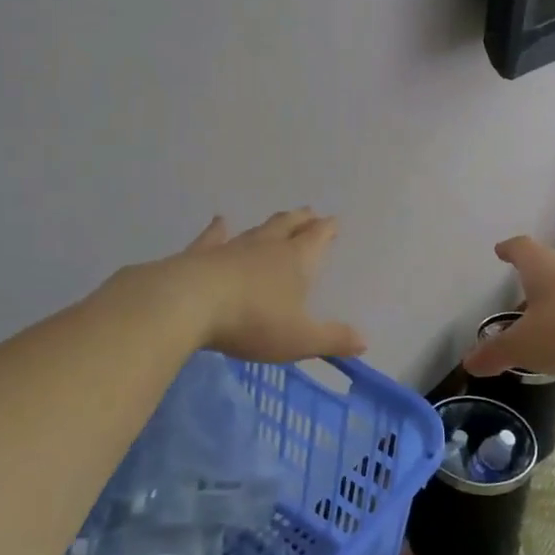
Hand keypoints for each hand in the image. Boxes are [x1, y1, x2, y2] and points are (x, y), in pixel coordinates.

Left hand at [162, 210, 365, 362]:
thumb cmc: (252, 321)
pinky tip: (220, 221)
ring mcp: (232, 247)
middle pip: (288, 226)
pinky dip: (218, 229)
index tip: (333, 222)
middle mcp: (266, 247)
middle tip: (310, 213)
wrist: (190, 303)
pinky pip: (214, 237)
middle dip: (302, 220)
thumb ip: (332, 339)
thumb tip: (364, 341)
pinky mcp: (201, 255)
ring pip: (257, 230)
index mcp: (295, 261)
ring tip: (280, 217)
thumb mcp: (299, 339)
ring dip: (271, 224)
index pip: (316, 238)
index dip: (327, 230)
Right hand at [463, 237, 554, 377]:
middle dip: (536, 275)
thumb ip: (496, 353)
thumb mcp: (526, 347)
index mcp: (543, 267)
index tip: (501, 250)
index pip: (522, 248)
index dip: (509, 249)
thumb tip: (468, 362)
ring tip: (553, 315)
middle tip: (524, 288)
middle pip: (550, 263)